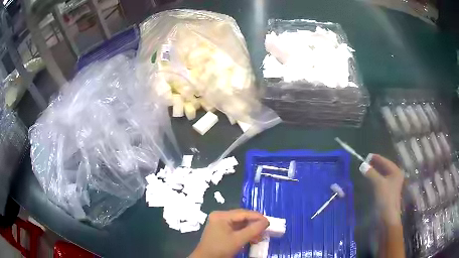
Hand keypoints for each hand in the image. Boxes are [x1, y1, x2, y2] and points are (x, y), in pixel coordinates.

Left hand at [189, 209, 268, 257]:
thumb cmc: (221, 248)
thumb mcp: (238, 239)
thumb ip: (253, 230)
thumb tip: (266, 221)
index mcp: (221, 215)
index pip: (243, 213)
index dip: (257, 217)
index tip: (269, 222)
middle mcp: (219, 216)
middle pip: (241, 217)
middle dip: (254, 223)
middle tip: (265, 229)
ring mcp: (219, 223)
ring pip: (239, 223)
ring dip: (250, 229)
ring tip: (260, 235)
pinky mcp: (220, 230)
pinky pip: (235, 228)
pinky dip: (244, 233)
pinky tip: (252, 238)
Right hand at [360, 154, 403, 224]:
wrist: (387, 217)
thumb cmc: (386, 198)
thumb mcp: (378, 184)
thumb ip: (371, 173)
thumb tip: (362, 164)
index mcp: (396, 171)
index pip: (385, 161)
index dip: (376, 158)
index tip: (367, 156)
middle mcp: (395, 176)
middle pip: (384, 167)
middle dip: (375, 164)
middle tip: (365, 162)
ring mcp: (392, 184)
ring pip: (382, 174)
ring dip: (375, 171)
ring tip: (366, 169)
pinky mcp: (387, 191)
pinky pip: (381, 181)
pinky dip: (375, 178)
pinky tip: (370, 179)